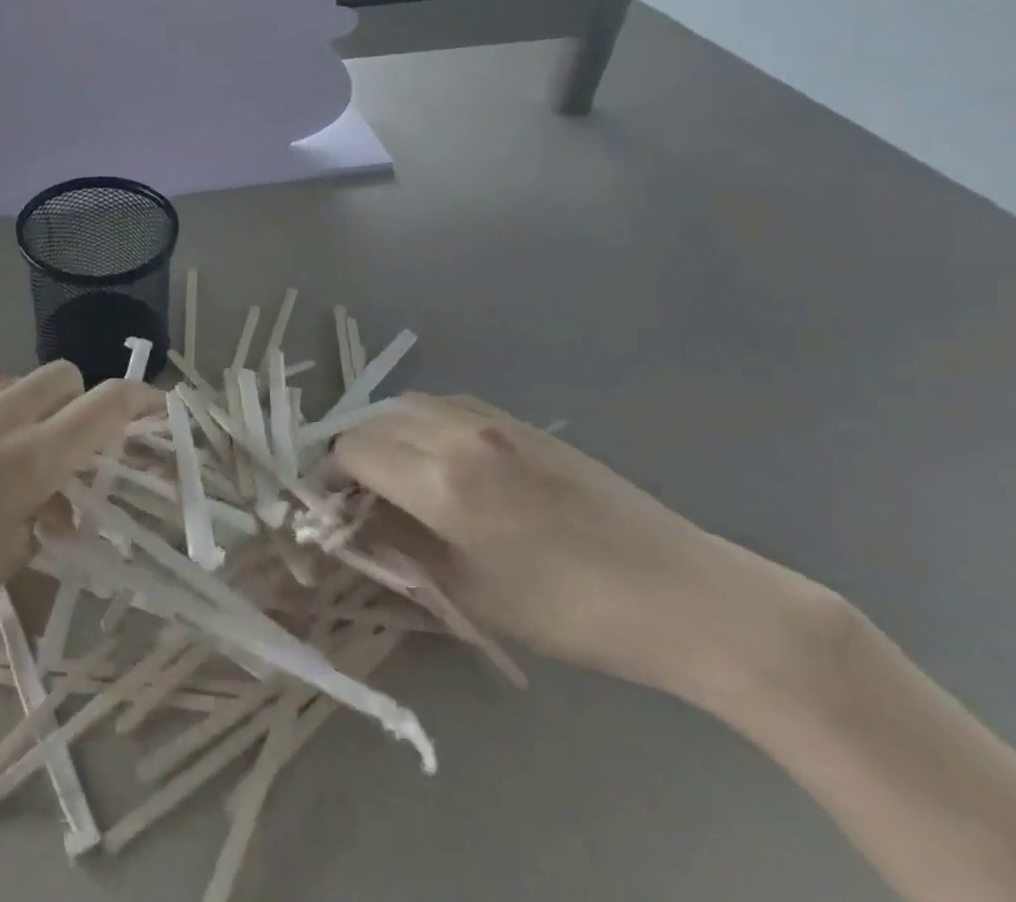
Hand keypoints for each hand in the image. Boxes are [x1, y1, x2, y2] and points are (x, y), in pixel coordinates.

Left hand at [0, 364, 161, 628]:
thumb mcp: (4, 558)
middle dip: (81, 403)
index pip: (106, 406)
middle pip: (68, 377)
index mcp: (34, 456)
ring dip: (38, 404)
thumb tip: (61, 504)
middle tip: (70, 446)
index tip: (158, 409)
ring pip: (26, 378)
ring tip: (18, 447)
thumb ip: (46, 521)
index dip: (141, 402)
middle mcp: (8, 413)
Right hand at [334, 393, 785, 693]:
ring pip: (405, 403)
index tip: (338, 508)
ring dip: (388, 432)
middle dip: (357, 454)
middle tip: (367, 496)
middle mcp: (456, 434)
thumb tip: (354, 522)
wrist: (683, 595)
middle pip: (371, 420)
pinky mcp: (517, 418)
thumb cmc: (571, 612)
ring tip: (403, 473)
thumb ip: (399, 548)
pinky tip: (445, 456)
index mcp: (440, 482)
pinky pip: (446, 402)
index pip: (351, 452)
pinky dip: (424, 421)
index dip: (333, 478)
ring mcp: (490, 419)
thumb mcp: (469, 595)